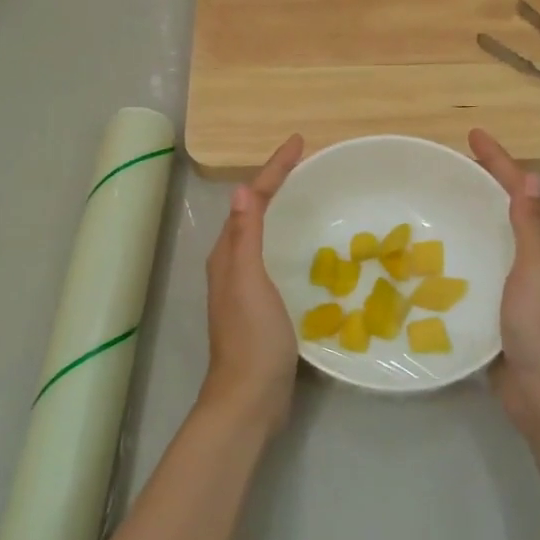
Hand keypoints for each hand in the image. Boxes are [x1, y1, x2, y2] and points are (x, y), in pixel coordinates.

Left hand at [202, 134, 303, 436]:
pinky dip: (291, 241)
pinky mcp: (264, 306)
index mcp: (229, 255)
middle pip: (255, 213)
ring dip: (284, 211)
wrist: (250, 397)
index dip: (274, 169)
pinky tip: (311, 248)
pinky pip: (278, 259)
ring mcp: (248, 287)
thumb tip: (240, 189)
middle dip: (278, 184)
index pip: (251, 200)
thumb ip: (245, 237)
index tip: (299, 142)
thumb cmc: (252, 337)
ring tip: (311, 195)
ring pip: (266, 236)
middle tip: (307, 163)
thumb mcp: (249, 281)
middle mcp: (233, 265)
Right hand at [469, 129, 539, 432]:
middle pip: (515, 211)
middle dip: (489, 184)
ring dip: (477, 218)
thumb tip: (530, 178)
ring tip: (444, 202)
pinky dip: (468, 254)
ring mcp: (526, 287)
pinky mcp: (507, 309)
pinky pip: (486, 270)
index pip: (527, 192)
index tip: (474, 136)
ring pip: (499, 240)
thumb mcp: (539, 269)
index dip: (502, 162)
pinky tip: (443, 254)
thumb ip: (530, 226)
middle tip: (455, 166)